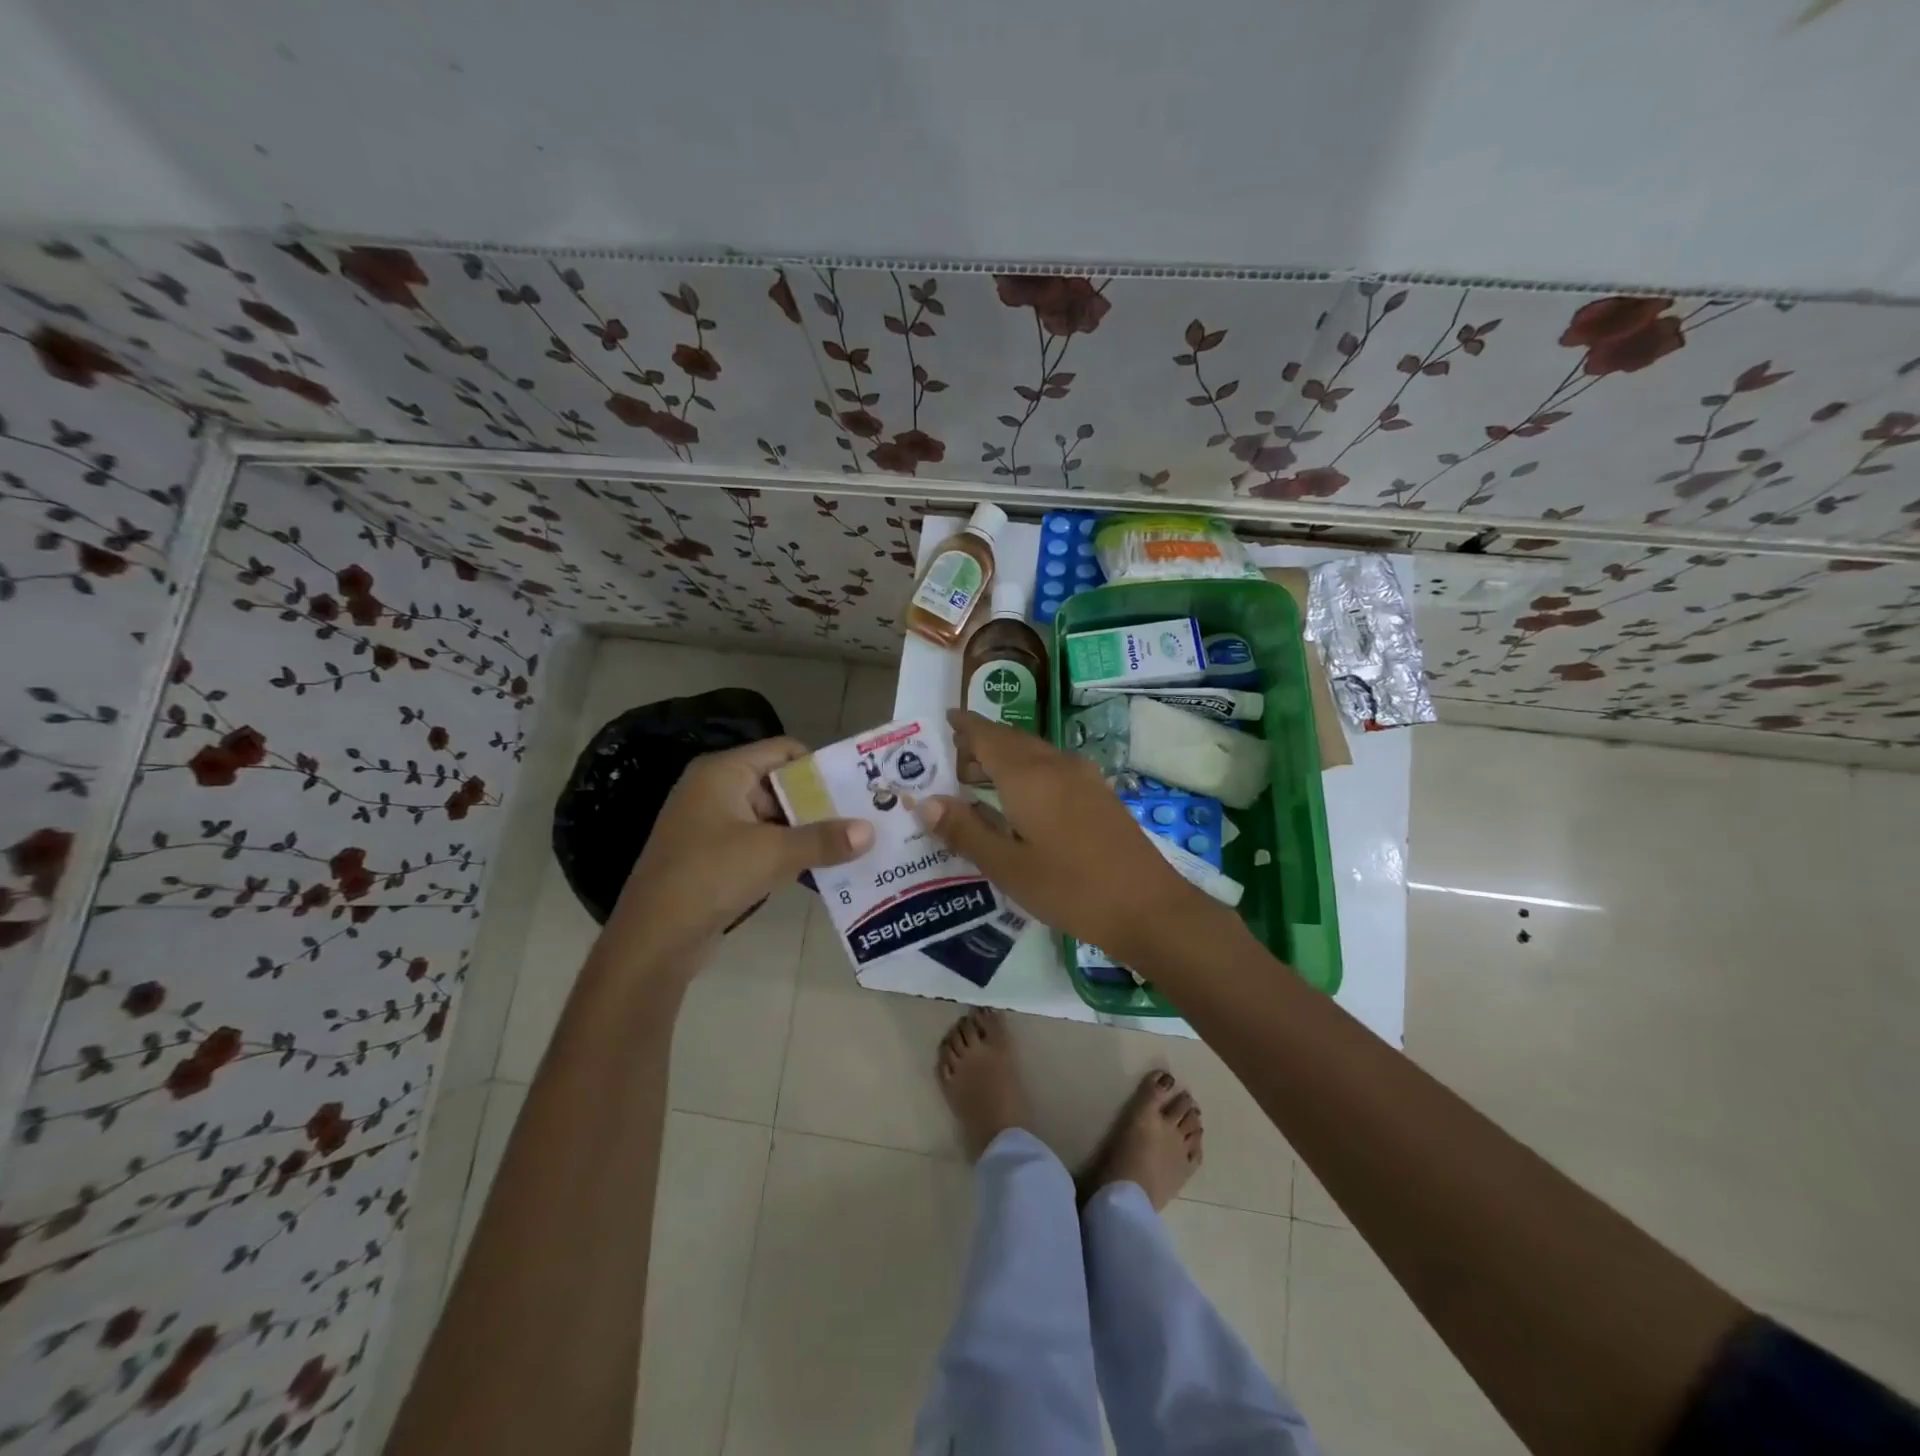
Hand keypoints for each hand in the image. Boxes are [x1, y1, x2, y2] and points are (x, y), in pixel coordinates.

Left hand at [606, 737, 872, 970]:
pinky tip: (819, 869)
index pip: (783, 750)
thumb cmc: (710, 876)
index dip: (820, 766)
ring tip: (850, 845)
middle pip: (780, 784)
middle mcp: (715, 790)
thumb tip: (870, 831)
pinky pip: (759, 844)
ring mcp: (711, 825)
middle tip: (861, 819)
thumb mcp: (773, 854)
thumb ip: (824, 840)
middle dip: (819, 804)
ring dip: (806, 833)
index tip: (856, 787)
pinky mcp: (712, 857)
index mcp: (723, 772)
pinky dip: (786, 853)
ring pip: (771, 818)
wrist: (653, 939)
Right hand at [911, 710, 1227, 963]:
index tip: (945, 718)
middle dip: (982, 742)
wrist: (1149, 907)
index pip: (988, 736)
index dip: (965, 726)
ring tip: (980, 777)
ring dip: (1006, 757)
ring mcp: (1084, 778)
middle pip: (1012, 740)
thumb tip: (925, 801)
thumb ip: (965, 831)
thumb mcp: (1007, 867)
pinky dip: (1029, 770)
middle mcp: (1056, 765)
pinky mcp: (1100, 794)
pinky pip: (1054, 767)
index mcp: (1028, 776)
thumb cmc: (1070, 888)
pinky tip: (1024, 798)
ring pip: (1035, 752)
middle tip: (953, 755)